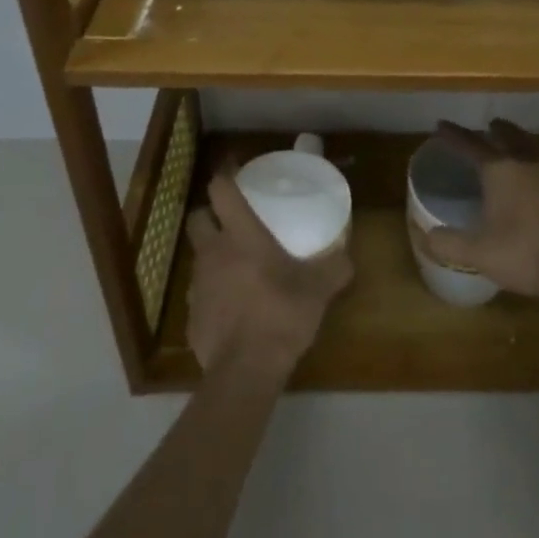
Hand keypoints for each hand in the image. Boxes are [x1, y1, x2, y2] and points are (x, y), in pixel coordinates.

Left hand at [185, 171, 352, 376]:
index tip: (232, 166)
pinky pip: (200, 294)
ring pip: (199, 257)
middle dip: (209, 214)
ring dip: (213, 256)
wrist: (246, 370)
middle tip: (231, 220)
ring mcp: (197, 285)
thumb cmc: (281, 314)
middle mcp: (213, 253)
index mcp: (241, 235)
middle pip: (197, 218)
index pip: (220, 191)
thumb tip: (347, 257)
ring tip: (237, 267)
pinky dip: (214, 293)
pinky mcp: (191, 317)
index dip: (224, 174)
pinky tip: (233, 307)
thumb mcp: (319, 288)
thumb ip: (335, 267)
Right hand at [417, 120, 538, 299]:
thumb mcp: (478, 253)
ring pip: (530, 147)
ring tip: (512, 144)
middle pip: (508, 136)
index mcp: (499, 170)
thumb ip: (449, 244)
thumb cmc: (525, 252)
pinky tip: (535, 178)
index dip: (453, 135)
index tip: (441, 125)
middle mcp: (525, 163)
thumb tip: (427, 236)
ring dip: (518, 141)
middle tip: (487, 125)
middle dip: (495, 130)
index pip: (471, 145)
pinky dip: (534, 162)